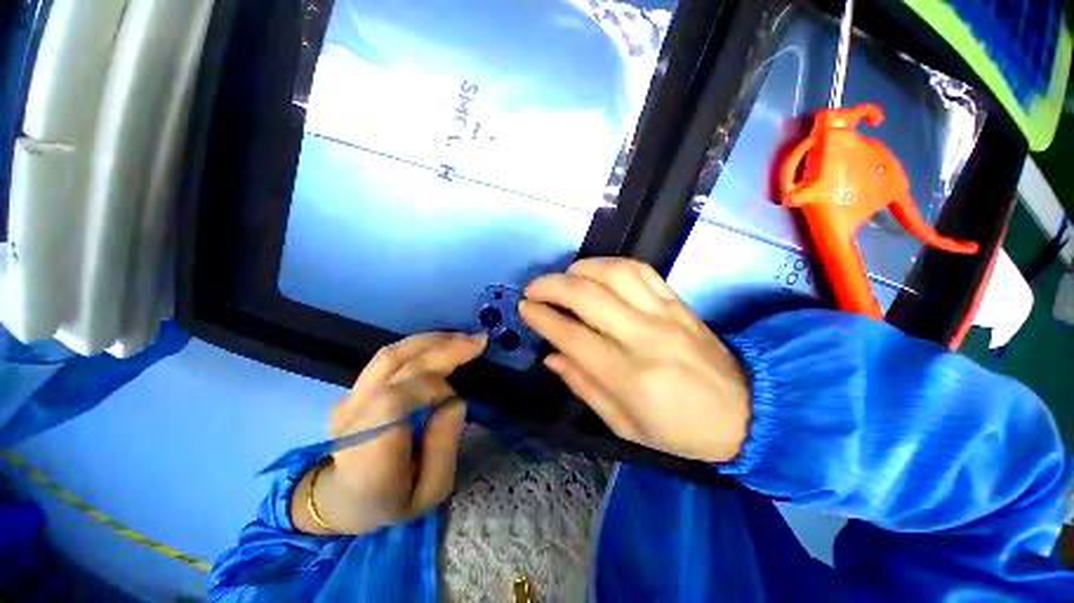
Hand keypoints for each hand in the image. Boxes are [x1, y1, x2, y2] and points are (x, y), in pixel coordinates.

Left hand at [292, 333, 486, 534]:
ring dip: (430, 341)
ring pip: (390, 354)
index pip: (395, 399)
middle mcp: (353, 417)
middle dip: (442, 349)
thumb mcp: (430, 493)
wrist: (341, 500)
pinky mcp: (355, 389)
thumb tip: (454, 401)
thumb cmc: (391, 502)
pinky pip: (388, 358)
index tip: (457, 399)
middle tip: (477, 342)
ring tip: (461, 338)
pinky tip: (440, 345)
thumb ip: (444, 448)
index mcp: (368, 452)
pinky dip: (418, 346)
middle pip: (395, 366)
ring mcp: (349, 399)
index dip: (433, 388)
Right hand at [520, 258, 750, 463]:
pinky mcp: (678, 302)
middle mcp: (644, 336)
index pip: (572, 335)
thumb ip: (584, 386)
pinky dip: (611, 265)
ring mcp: (665, 313)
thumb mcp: (625, 427)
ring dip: (580, 269)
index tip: (524, 309)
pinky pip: (641, 270)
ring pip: (614, 272)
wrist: (747, 413)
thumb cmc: (681, 431)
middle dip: (551, 286)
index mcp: (629, 376)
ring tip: (564, 279)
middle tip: (533, 289)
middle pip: (587, 296)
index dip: (542, 318)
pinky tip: (597, 273)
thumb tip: (551, 356)